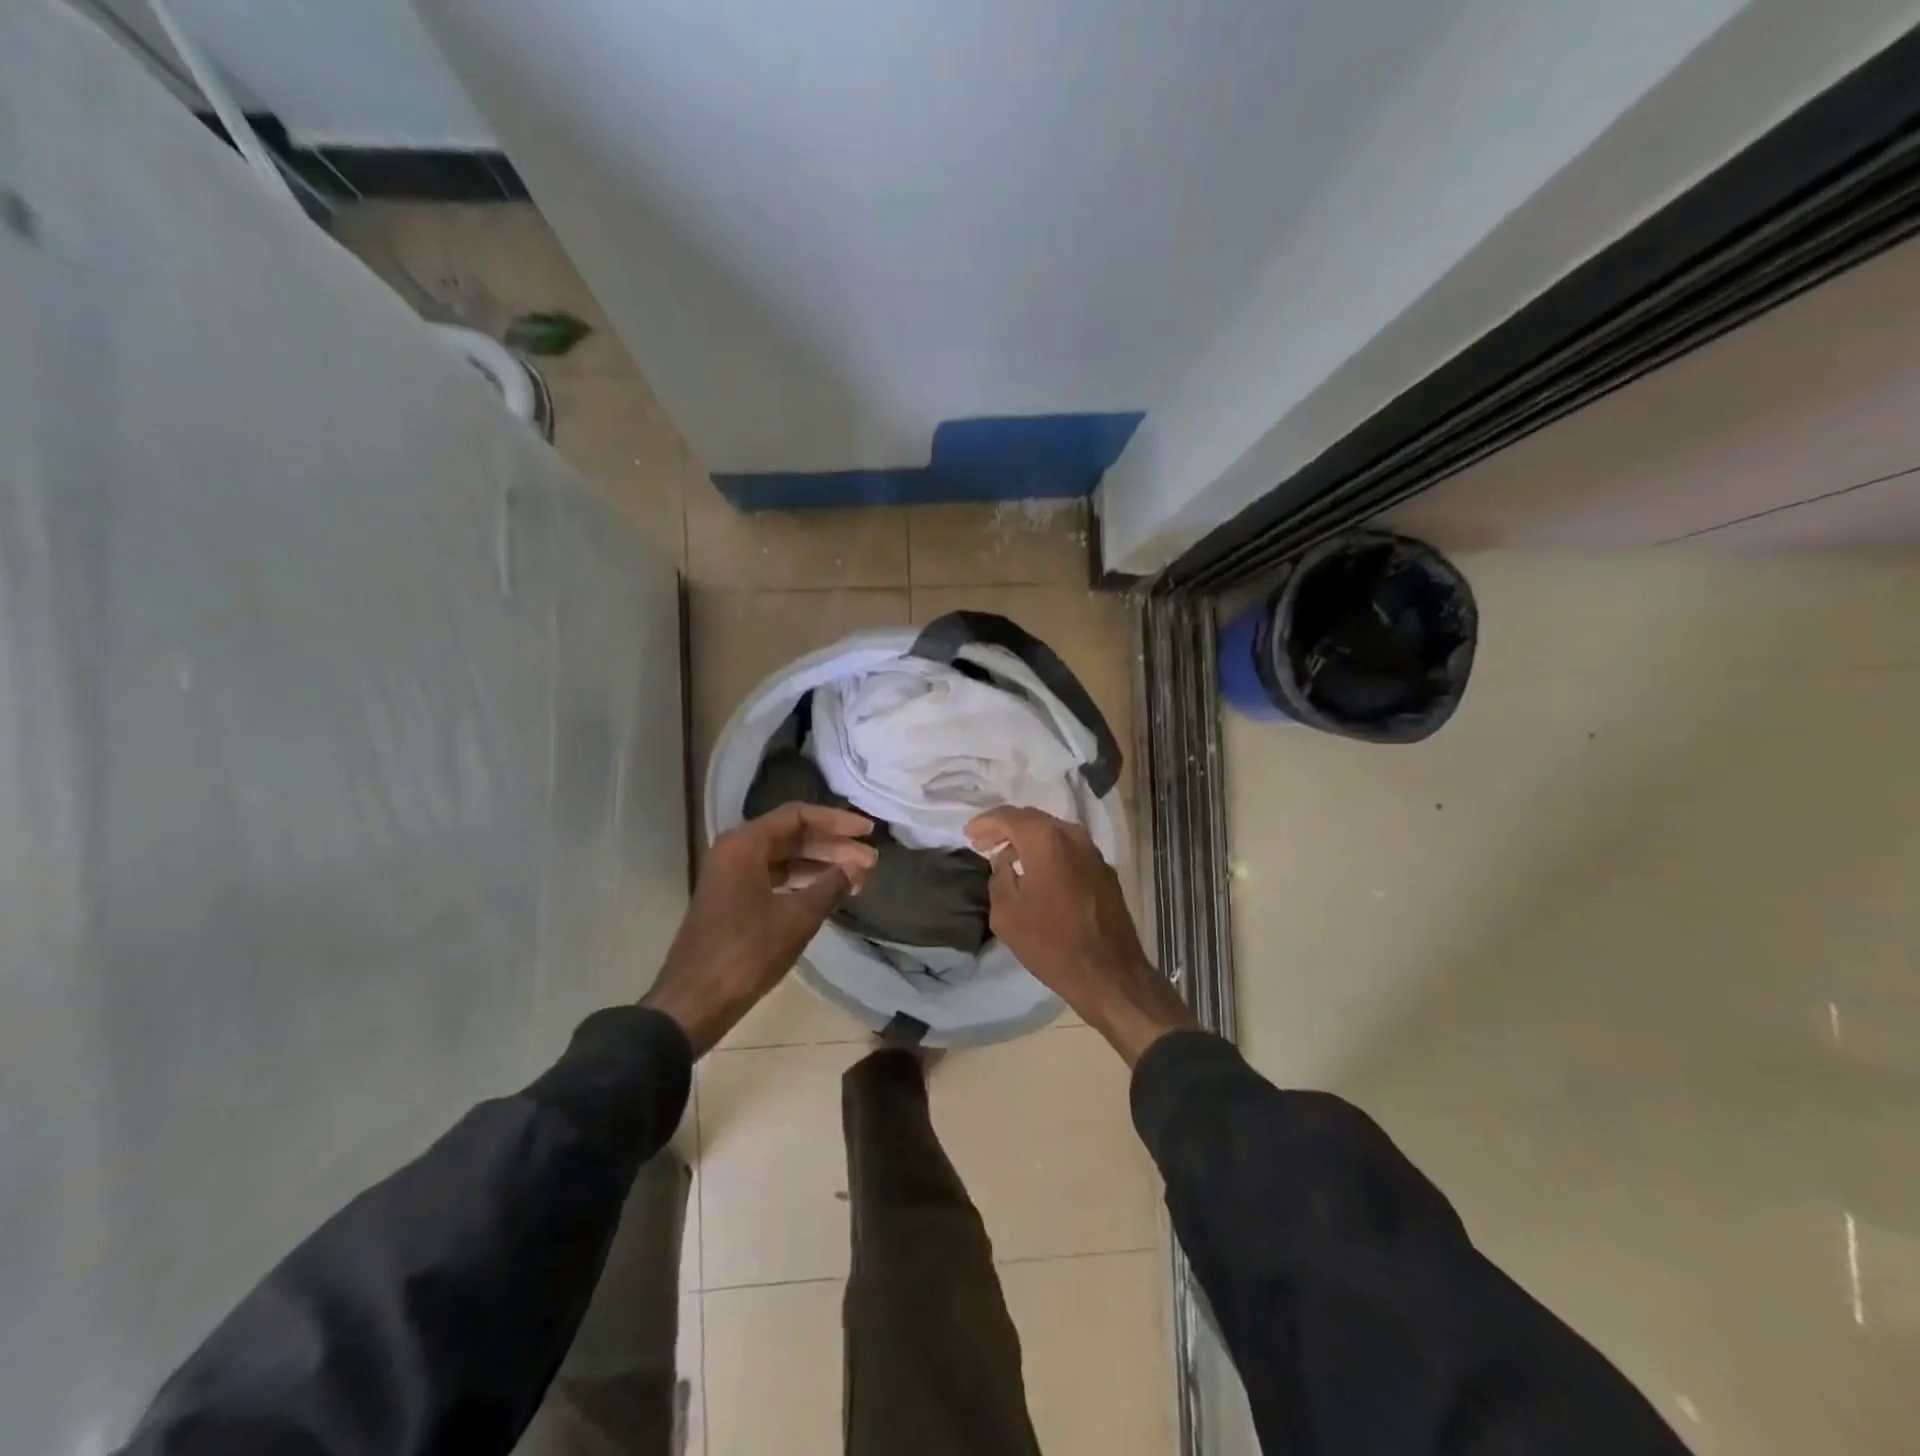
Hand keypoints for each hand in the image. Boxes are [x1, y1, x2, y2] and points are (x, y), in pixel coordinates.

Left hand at [644, 804, 877, 1053]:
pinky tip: (828, 893)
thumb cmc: (747, 953)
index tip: (868, 832)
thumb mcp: (797, 918)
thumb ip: (831, 885)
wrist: (694, 1001)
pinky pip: (774, 877)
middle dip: (834, 846)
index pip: (799, 816)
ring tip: (858, 879)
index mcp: (745, 844)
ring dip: (821, 865)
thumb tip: (857, 867)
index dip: (837, 821)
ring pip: (785, 857)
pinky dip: (802, 881)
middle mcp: (736, 851)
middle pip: (793, 835)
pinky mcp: (733, 898)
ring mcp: (732, 875)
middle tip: (870, 862)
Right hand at [965, 806, 1194, 1065]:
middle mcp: (1073, 836)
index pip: (1008, 816)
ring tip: (1006, 857)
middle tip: (983, 843)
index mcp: (1046, 840)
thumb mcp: (1007, 915)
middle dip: (1005, 828)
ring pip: (1053, 833)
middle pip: (1032, 819)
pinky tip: (1037, 871)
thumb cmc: (1052, 944)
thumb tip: (1004, 862)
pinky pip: (1069, 850)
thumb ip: (999, 878)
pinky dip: (1048, 852)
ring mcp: (1093, 852)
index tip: (968, 836)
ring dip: (1028, 840)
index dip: (985, 824)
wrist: (1110, 974)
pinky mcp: (1105, 871)